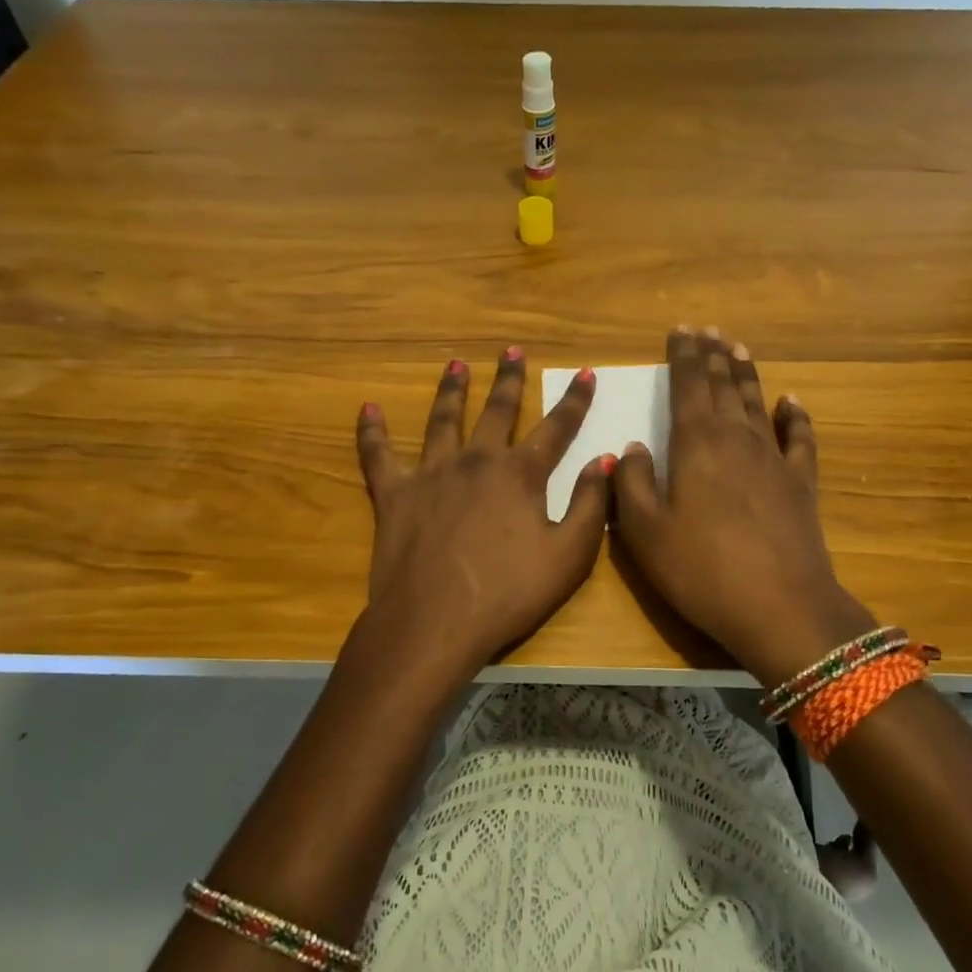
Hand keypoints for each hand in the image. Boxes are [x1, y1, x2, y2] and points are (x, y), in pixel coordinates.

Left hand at [353, 347, 611, 688]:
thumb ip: (589, 505)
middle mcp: (476, 461)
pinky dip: (372, 431)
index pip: (556, 428)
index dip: (574, 401)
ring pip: (443, 420)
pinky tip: (368, 408)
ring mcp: (432, 474)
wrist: (434, 621)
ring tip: (456, 364)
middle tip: (512, 350)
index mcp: (520, 475)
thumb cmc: (508, 593)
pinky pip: (379, 455)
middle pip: (496, 410)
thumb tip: (603, 461)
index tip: (584, 373)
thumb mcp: (569, 556)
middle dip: (509, 379)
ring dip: (452, 390)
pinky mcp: (395, 494)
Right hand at [612, 327, 874, 688]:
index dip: (683, 356)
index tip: (681, 330)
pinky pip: (799, 439)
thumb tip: (632, 447)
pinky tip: (791, 402)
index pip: (688, 385)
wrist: (781, 607)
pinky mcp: (801, 484)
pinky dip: (795, 417)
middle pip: (724, 386)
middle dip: (713, 356)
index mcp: (696, 444)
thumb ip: (633, 483)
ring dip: (745, 374)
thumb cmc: (702, 569)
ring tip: (738, 348)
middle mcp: (737, 439)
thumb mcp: (645, 532)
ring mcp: (774, 459)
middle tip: (708, 330)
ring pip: (757, 403)